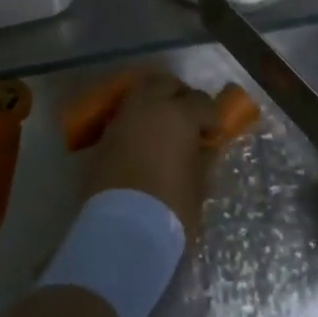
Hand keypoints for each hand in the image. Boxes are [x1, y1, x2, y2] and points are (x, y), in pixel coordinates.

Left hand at [84, 73, 219, 238]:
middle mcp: (148, 106)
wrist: (121, 233)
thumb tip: (204, 146)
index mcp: (178, 114)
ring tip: (164, 127)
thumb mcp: (198, 184)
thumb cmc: (170, 208)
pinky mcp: (104, 135)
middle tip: (189, 119)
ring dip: (155, 102)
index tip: (213, 133)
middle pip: (167, 83)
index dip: (211, 117)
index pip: (202, 102)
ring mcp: (123, 118)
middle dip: (180, 95)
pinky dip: (137, 119)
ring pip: (141, 93)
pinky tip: (144, 140)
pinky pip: (125, 114)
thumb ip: (203, 157)